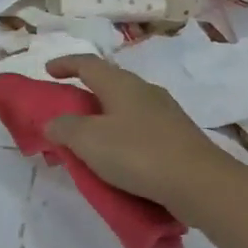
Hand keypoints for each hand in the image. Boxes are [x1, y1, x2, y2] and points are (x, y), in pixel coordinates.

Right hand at [45, 56, 232, 219]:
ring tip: (89, 141)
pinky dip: (121, 138)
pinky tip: (117, 159)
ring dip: (103, 120)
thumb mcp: (89, 140)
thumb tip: (52, 122)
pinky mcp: (178, 138)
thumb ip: (64, 128)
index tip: (48, 71)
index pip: (88, 64)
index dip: (65, 64)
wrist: (200, 184)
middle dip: (84, 95)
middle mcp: (145, 91)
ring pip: (125, 109)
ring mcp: (165, 114)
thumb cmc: (138, 154)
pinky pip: (139, 130)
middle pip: (108, 84)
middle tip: (65, 113)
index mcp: (121, 84)